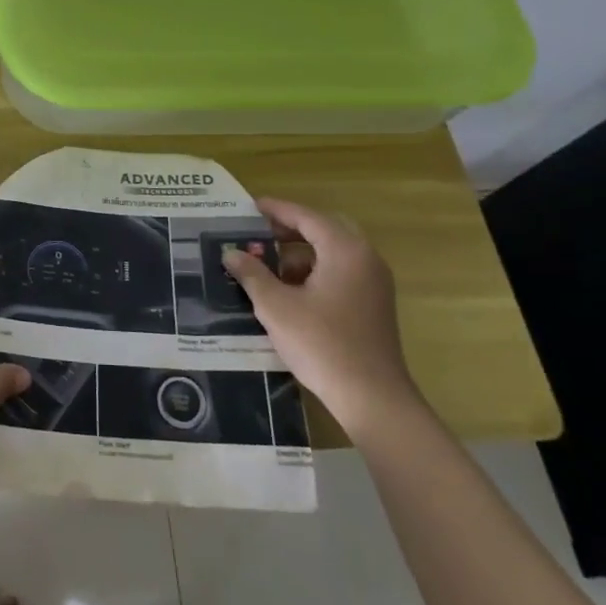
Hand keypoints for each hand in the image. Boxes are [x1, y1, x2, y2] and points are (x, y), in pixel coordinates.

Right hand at [222, 197, 421, 435]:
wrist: (372, 398)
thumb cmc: (322, 344)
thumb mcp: (276, 306)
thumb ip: (252, 274)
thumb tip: (231, 253)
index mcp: (345, 250)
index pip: (306, 216)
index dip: (276, 210)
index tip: (249, 206)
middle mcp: (365, 259)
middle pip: (324, 229)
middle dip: (290, 230)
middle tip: (258, 234)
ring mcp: (373, 283)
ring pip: (333, 253)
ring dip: (301, 253)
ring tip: (267, 265)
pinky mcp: (373, 305)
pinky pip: (341, 273)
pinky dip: (314, 272)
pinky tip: (289, 291)